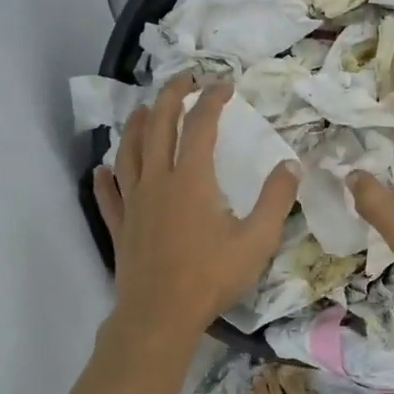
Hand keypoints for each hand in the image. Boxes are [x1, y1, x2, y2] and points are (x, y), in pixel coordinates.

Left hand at [93, 76, 299, 340]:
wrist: (160, 315)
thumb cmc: (212, 276)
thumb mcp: (257, 239)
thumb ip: (276, 199)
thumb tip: (291, 164)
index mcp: (192, 179)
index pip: (201, 125)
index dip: (213, 99)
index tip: (225, 84)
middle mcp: (158, 180)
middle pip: (159, 126)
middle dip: (170, 96)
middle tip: (184, 78)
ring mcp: (134, 202)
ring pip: (129, 152)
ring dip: (137, 125)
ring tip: (143, 109)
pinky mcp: (120, 226)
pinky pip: (108, 194)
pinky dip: (104, 177)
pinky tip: (102, 169)